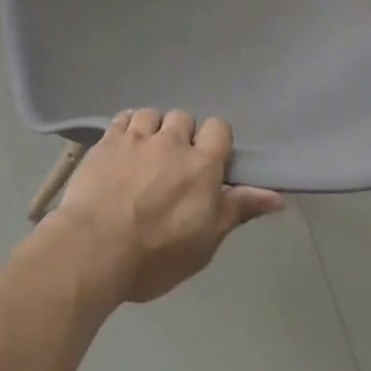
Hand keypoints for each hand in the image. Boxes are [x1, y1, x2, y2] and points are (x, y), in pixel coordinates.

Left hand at [48, 110, 284, 304]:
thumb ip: (236, 211)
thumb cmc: (155, 256)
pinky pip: (123, 117)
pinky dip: (127, 127)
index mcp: (201, 165)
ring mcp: (136, 136)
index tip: (208, 163)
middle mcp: (171, 141)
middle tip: (173, 166)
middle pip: (183, 118)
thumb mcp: (204, 243)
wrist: (94, 248)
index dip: (214, 142)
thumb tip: (276, 197)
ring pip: (152, 114)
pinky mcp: (107, 139)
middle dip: (182, 136)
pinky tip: (123, 145)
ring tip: (146, 154)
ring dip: (153, 129)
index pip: (219, 128)